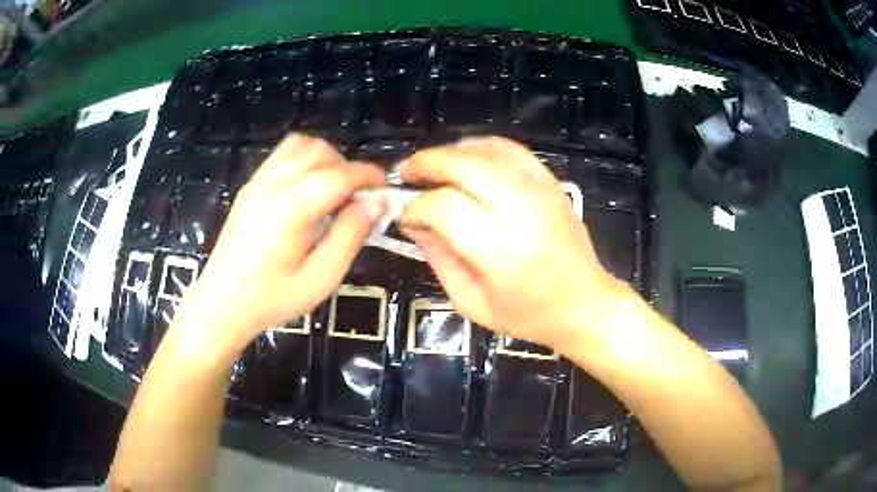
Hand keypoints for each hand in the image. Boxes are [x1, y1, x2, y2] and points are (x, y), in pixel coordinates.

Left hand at [174, 134, 384, 355]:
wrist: (222, 302)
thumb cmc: (273, 297)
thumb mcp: (321, 277)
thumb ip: (350, 235)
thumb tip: (376, 203)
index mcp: (294, 206)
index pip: (341, 174)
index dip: (369, 176)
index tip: (384, 190)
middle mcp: (276, 183)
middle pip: (322, 152)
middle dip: (348, 168)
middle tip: (356, 200)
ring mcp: (260, 180)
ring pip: (302, 146)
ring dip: (325, 159)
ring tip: (332, 191)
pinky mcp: (251, 185)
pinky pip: (283, 154)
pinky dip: (304, 159)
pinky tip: (306, 189)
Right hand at [399, 137, 623, 349]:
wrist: (584, 302)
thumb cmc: (527, 314)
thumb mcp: (471, 302)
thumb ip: (438, 258)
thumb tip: (414, 221)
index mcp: (499, 251)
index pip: (444, 208)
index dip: (416, 206)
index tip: (405, 214)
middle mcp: (520, 211)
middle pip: (464, 165)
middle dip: (427, 163)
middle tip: (407, 173)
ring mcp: (540, 190)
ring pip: (486, 150)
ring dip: (451, 152)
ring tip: (433, 167)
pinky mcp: (551, 182)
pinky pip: (510, 149)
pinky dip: (481, 147)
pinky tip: (467, 159)